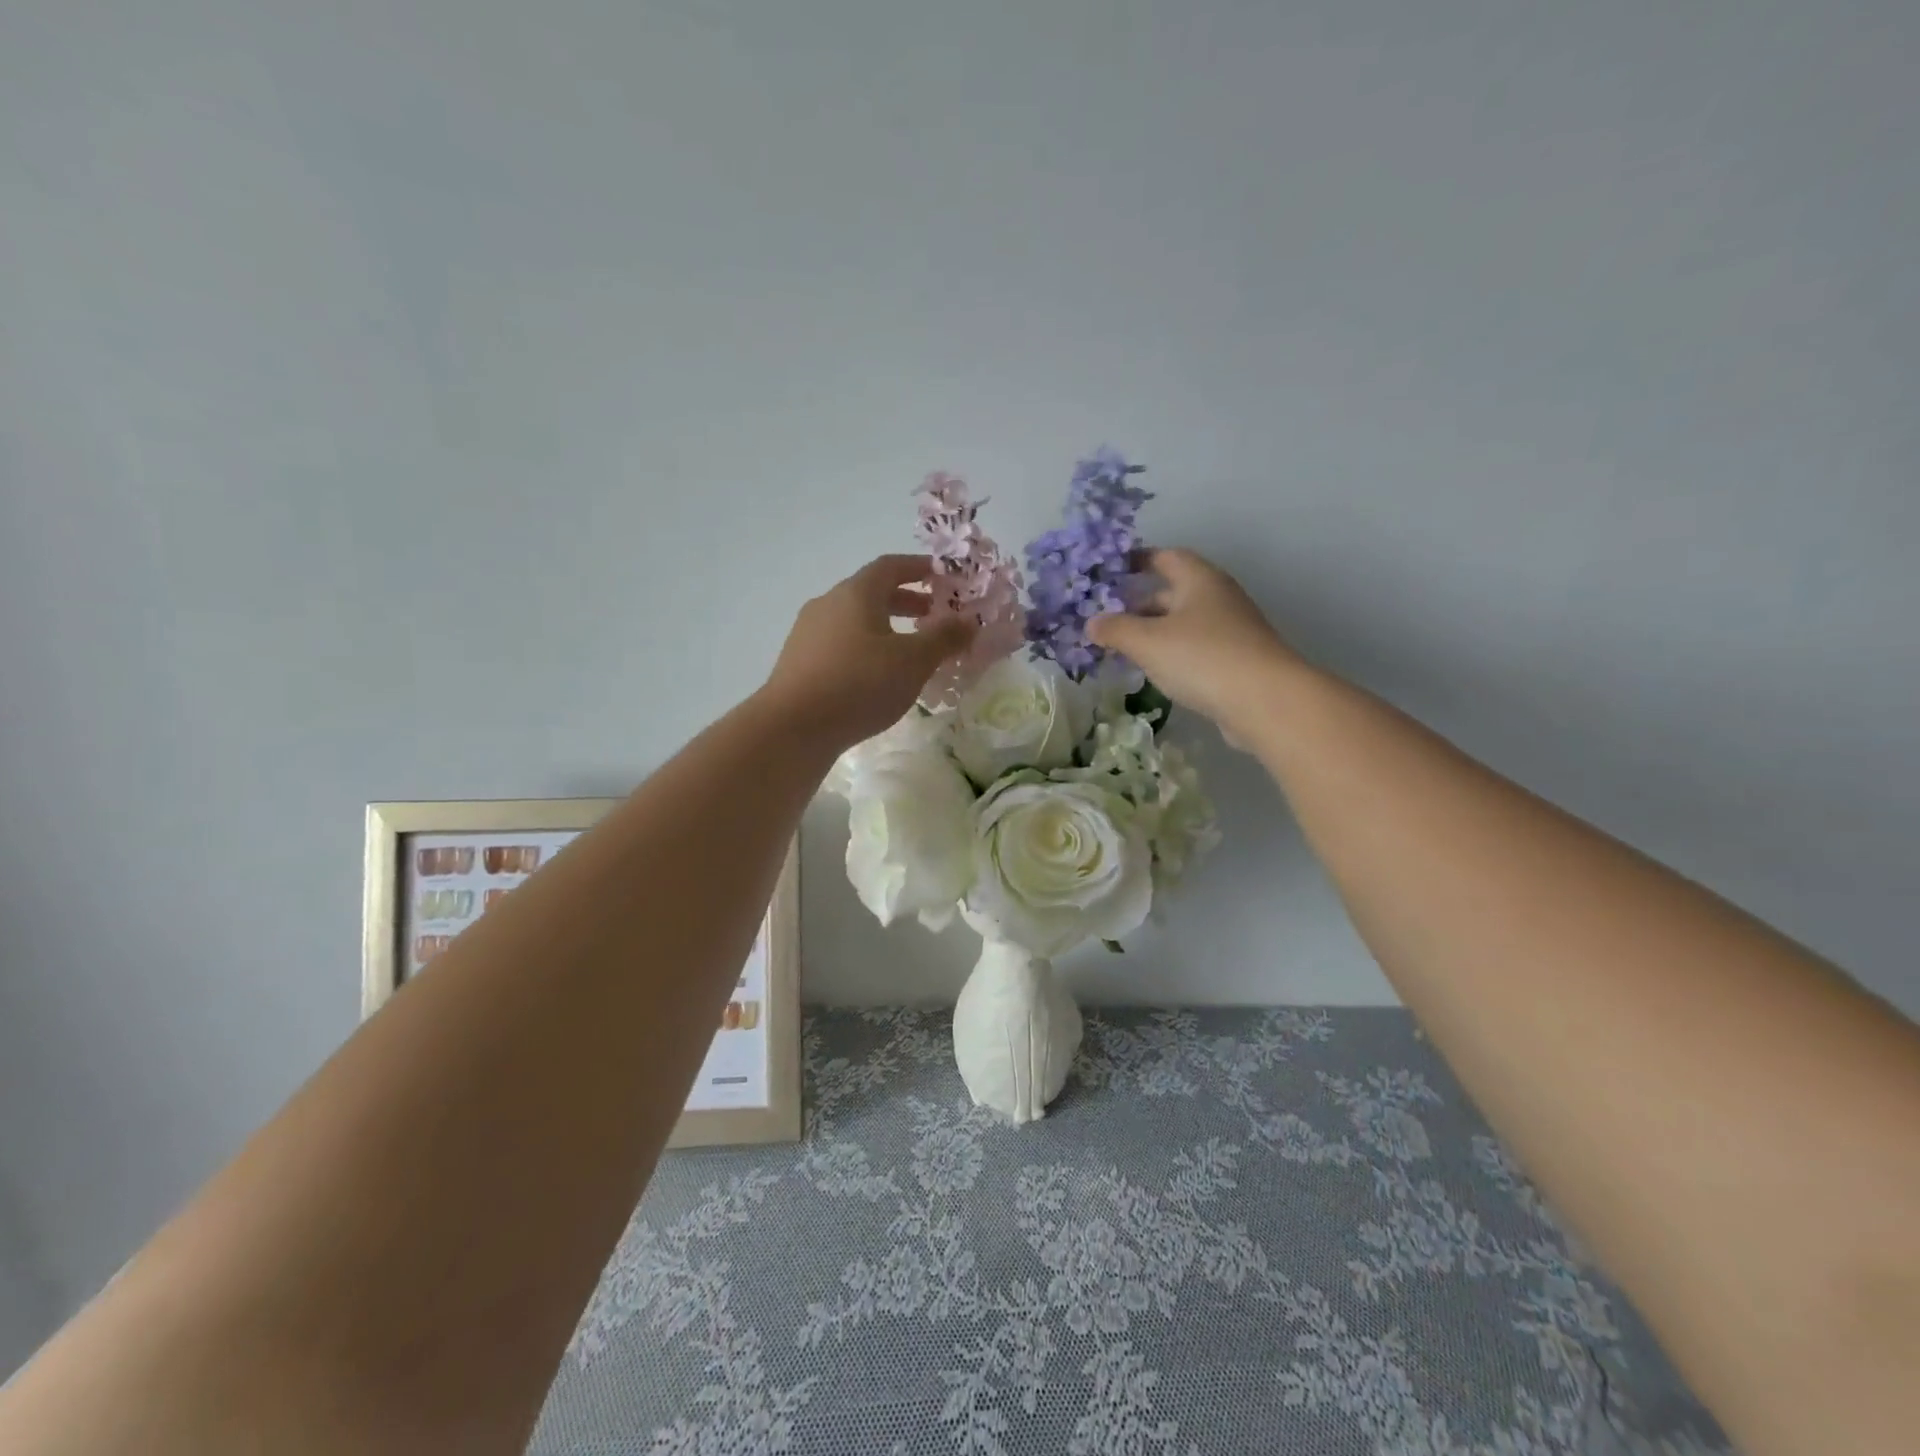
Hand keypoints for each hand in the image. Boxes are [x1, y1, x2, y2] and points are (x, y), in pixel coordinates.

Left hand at [762, 555, 975, 749]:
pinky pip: (840, 643)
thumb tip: (969, 620)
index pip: (891, 566)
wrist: (793, 727)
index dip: (919, 568)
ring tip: (909, 650)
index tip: (943, 578)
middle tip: (934, 616)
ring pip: (855, 620)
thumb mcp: (913, 661)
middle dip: (906, 601)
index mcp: (856, 593)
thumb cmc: (860, 684)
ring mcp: (808, 632)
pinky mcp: (799, 661)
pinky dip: (865, 647)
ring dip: (885, 626)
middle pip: (871, 592)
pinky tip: (876, 676)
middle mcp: (828, 603)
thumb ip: (943, 638)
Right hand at [1088, 549, 1303, 737]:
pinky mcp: (1236, 660)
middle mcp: (1218, 598)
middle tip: (1108, 617)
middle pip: (1174, 592)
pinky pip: (1196, 648)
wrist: (1265, 701)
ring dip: (1155, 631)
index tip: (1113, 570)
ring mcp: (1231, 630)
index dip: (1138, 560)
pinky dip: (1172, 653)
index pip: (1166, 557)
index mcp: (1200, 580)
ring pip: (1184, 623)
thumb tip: (1091, 623)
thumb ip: (1116, 629)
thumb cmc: (1202, 658)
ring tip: (1124, 647)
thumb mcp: (1148, 641)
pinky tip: (1155, 671)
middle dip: (1140, 603)